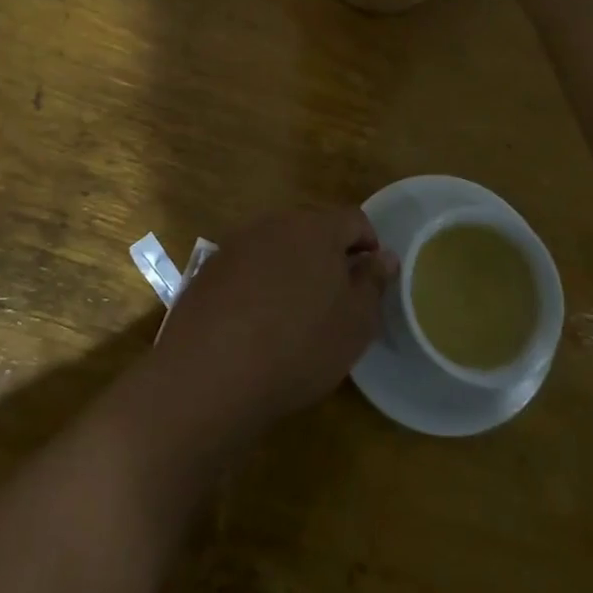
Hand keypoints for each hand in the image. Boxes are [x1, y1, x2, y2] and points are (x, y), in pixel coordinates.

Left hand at [147, 207, 397, 441]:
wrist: (209, 373)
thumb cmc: (299, 346)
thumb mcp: (355, 323)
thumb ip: (373, 283)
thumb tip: (383, 256)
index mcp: (316, 228)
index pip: (355, 220)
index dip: (369, 247)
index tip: (370, 282)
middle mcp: (275, 223)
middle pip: (313, 230)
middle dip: (329, 258)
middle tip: (335, 301)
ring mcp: (236, 244)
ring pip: (277, 248)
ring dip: (292, 270)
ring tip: (295, 316)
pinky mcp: (209, 270)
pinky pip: (247, 268)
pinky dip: (259, 286)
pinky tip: (256, 325)